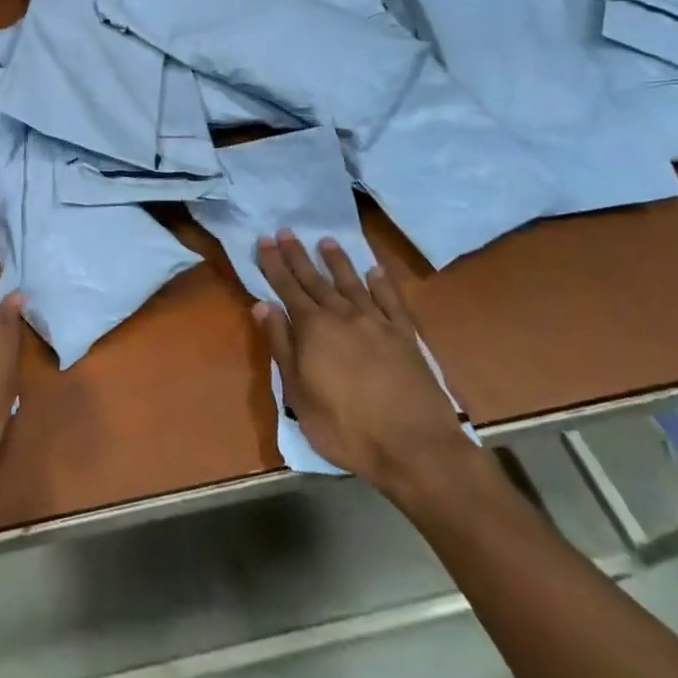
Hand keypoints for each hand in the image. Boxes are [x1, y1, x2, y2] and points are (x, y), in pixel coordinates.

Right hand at [254, 232, 469, 497]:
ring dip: (337, 261)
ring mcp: (378, 323)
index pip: (287, 288)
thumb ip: (281, 345)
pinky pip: (391, 300)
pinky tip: (375, 270)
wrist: (414, 446)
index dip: (274, 264)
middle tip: (286, 231)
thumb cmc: (345, 426)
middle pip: (316, 280)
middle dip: (298, 255)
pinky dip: (382, 283)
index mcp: (313, 329)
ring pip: (352, 283)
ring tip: (326, 241)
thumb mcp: (298, 393)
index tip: (265, 240)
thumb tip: (263, 305)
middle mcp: (344, 316)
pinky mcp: (406, 336)